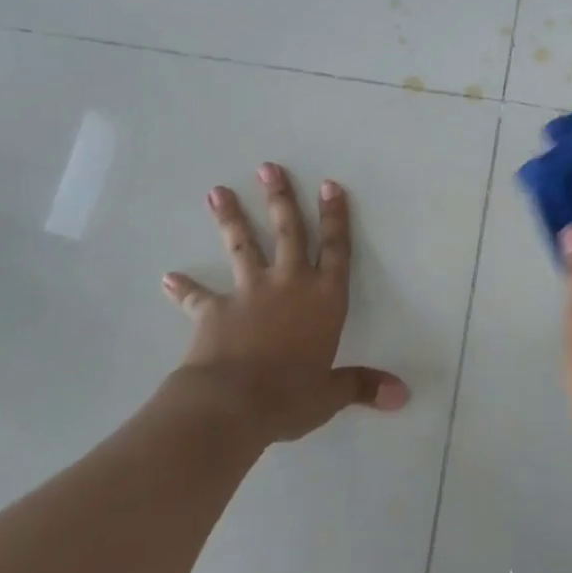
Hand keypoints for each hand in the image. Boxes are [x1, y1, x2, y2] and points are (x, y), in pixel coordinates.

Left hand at [160, 163, 408, 444]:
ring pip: (242, 247)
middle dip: (280, 198)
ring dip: (230, 219)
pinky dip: (184, 289)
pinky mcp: (214, 312)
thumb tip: (403, 396)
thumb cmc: (290, 395)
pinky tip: (168, 278)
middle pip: (287, 232)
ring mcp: (250, 294)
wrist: (232, 405)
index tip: (329, 184)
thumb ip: (363, 386)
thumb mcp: (331, 394)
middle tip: (268, 167)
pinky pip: (198, 297)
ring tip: (216, 192)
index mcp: (323, 298)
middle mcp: (289, 284)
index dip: (335, 217)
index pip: (336, 249)